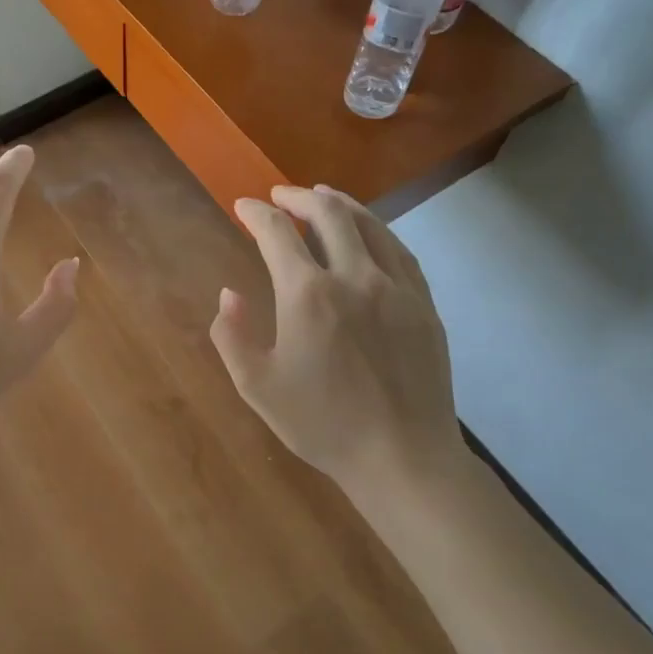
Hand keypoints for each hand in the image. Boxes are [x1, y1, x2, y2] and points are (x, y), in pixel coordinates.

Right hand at [210, 185, 468, 500]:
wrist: (403, 457)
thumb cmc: (323, 424)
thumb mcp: (258, 386)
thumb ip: (232, 335)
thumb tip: (229, 294)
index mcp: (308, 295)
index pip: (277, 232)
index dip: (256, 213)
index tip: (243, 206)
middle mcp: (354, 277)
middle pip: (328, 213)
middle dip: (298, 197)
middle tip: (279, 196)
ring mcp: (396, 287)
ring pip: (369, 224)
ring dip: (340, 203)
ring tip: (322, 196)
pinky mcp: (424, 303)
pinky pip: (399, 250)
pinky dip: (376, 230)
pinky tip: (369, 232)